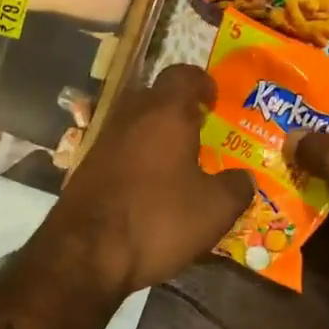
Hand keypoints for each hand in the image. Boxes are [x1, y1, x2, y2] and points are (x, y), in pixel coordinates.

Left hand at [41, 64, 254, 296]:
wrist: (85, 253)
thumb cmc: (157, 220)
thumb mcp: (215, 210)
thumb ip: (236, 187)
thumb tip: (243, 178)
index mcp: (164, 113)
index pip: (182, 75)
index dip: (201, 82)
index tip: (214, 99)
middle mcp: (129, 117)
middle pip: (154, 97)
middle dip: (177, 109)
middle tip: (200, 130)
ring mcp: (102, 142)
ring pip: (134, 125)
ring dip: (155, 136)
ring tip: (178, 162)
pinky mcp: (85, 169)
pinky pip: (119, 151)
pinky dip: (137, 159)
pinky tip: (149, 187)